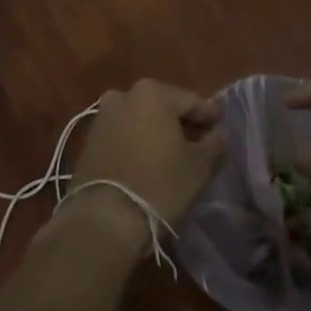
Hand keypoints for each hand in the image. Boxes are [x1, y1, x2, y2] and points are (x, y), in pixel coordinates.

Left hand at [68, 80, 223, 230]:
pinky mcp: (89, 140)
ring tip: (174, 156)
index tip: (220, 128)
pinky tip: (148, 162)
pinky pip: (123, 135)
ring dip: (157, 133)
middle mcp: (124, 95)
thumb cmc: (159, 185)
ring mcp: (103, 116)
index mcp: (152, 92)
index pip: (191, 101)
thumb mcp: (199, 166)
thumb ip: (215, 143)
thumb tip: (217, 134)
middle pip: (163, 107)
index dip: (209, 116)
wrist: (103, 218)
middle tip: (199, 143)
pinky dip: (137, 143)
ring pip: (141, 120)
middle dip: (181, 123)